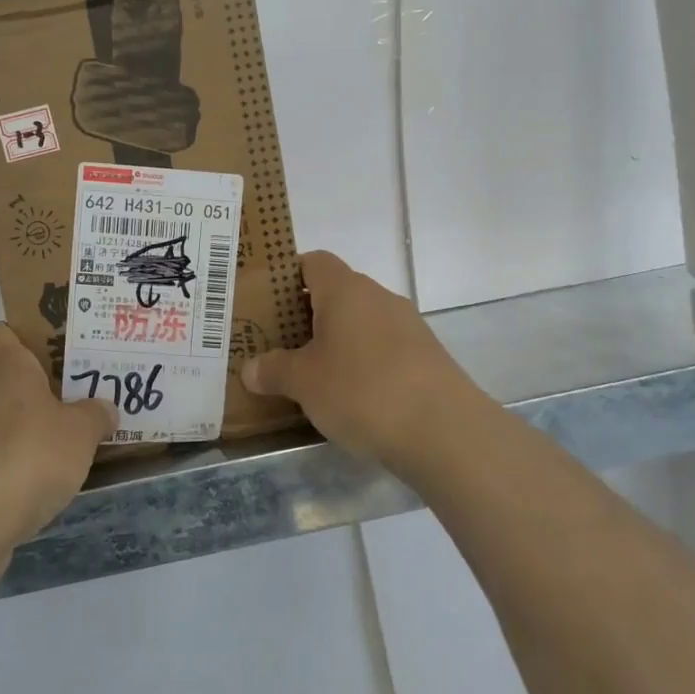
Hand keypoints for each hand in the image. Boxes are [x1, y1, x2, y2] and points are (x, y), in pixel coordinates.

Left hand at [0, 323, 116, 552]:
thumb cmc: (27, 456)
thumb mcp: (81, 432)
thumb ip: (96, 416)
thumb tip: (104, 408)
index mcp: (6, 368)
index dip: (20, 338)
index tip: (51, 353)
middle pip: (7, 383)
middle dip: (41, 394)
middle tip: (80, 404)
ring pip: (3, 424)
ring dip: (30, 435)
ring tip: (71, 450)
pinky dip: (18, 470)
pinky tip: (45, 488)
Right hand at [242, 250, 480, 468]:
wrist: (444, 432)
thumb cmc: (361, 390)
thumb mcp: (303, 382)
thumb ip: (273, 370)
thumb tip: (250, 369)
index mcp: (345, 290)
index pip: (313, 262)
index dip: (288, 276)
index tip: (267, 302)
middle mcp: (379, 297)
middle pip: (336, 293)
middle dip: (306, 316)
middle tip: (279, 344)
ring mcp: (408, 327)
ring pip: (360, 323)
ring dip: (336, 342)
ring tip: (310, 375)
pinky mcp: (426, 358)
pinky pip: (382, 349)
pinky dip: (362, 363)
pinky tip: (350, 396)